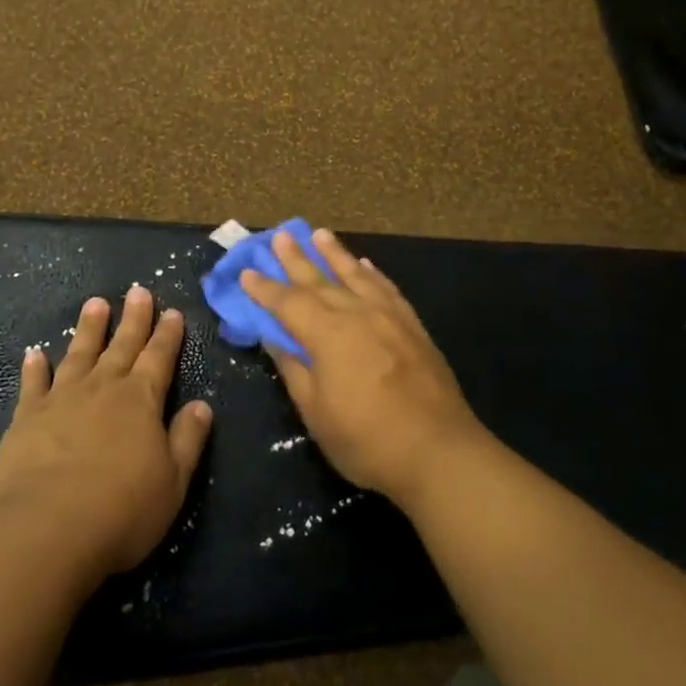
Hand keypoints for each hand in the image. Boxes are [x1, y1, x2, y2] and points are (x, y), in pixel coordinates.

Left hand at [0, 286, 212, 581]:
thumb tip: (202, 405)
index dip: (167, 334)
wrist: (46, 530)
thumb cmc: (121, 509)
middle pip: (122, 345)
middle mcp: (103, 388)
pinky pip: (33, 383)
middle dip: (133, 318)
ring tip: (95, 303)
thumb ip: (188, 439)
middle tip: (138, 290)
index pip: (159, 357)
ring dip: (88, 328)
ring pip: (79, 353)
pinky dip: (35, 367)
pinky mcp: (27, 417)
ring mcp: (62, 398)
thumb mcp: (173, 481)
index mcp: (141, 400)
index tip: (172, 311)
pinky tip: (35, 353)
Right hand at [240, 229, 483, 506]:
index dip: (265, 288)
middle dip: (297, 258)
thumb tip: (274, 338)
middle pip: (320, 280)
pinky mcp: (413, 327)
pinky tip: (366, 265)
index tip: (247, 272)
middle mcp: (357, 314)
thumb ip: (294, 370)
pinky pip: (388, 289)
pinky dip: (373, 274)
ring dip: (335, 254)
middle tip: (280, 235)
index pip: (288, 302)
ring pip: (356, 275)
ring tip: (320, 234)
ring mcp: (389, 317)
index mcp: (328, 334)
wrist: (438, 451)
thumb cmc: (367, 439)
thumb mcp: (316, 412)